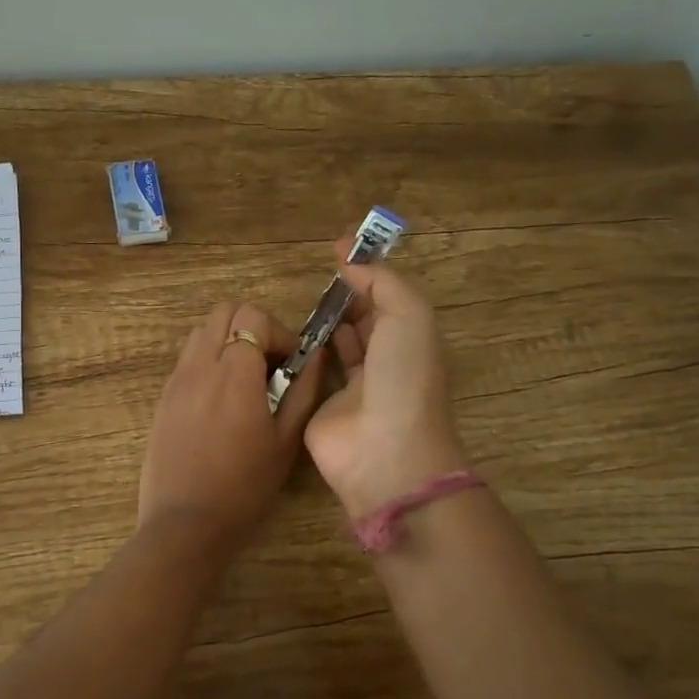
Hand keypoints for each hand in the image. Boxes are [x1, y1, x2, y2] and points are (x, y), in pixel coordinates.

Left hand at [138, 301, 327, 547]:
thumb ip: (303, 391)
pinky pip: (187, 358)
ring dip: (228, 340)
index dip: (279, 332)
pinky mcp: (163, 397)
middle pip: (224, 311)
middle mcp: (200, 365)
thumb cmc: (245, 486)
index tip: (291, 362)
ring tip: (245, 378)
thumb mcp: (286, 441)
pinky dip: (208, 360)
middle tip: (270, 363)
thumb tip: (316, 356)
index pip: (253, 316)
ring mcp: (176, 380)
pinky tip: (220, 399)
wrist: (186, 522)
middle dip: (253, 326)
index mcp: (234, 373)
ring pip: (201, 331)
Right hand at [304, 242, 468, 516]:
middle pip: (364, 319)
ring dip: (324, 321)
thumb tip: (352, 260)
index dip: (368, 271)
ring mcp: (352, 387)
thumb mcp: (408, 316)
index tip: (338, 248)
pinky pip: (312, 371)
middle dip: (346, 295)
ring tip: (302, 298)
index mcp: (410, 340)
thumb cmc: (403, 378)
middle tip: (318, 273)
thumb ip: (383, 282)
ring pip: (337, 344)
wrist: (384, 451)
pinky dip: (303, 352)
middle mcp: (384, 362)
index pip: (389, 298)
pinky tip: (287, 333)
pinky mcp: (321, 407)